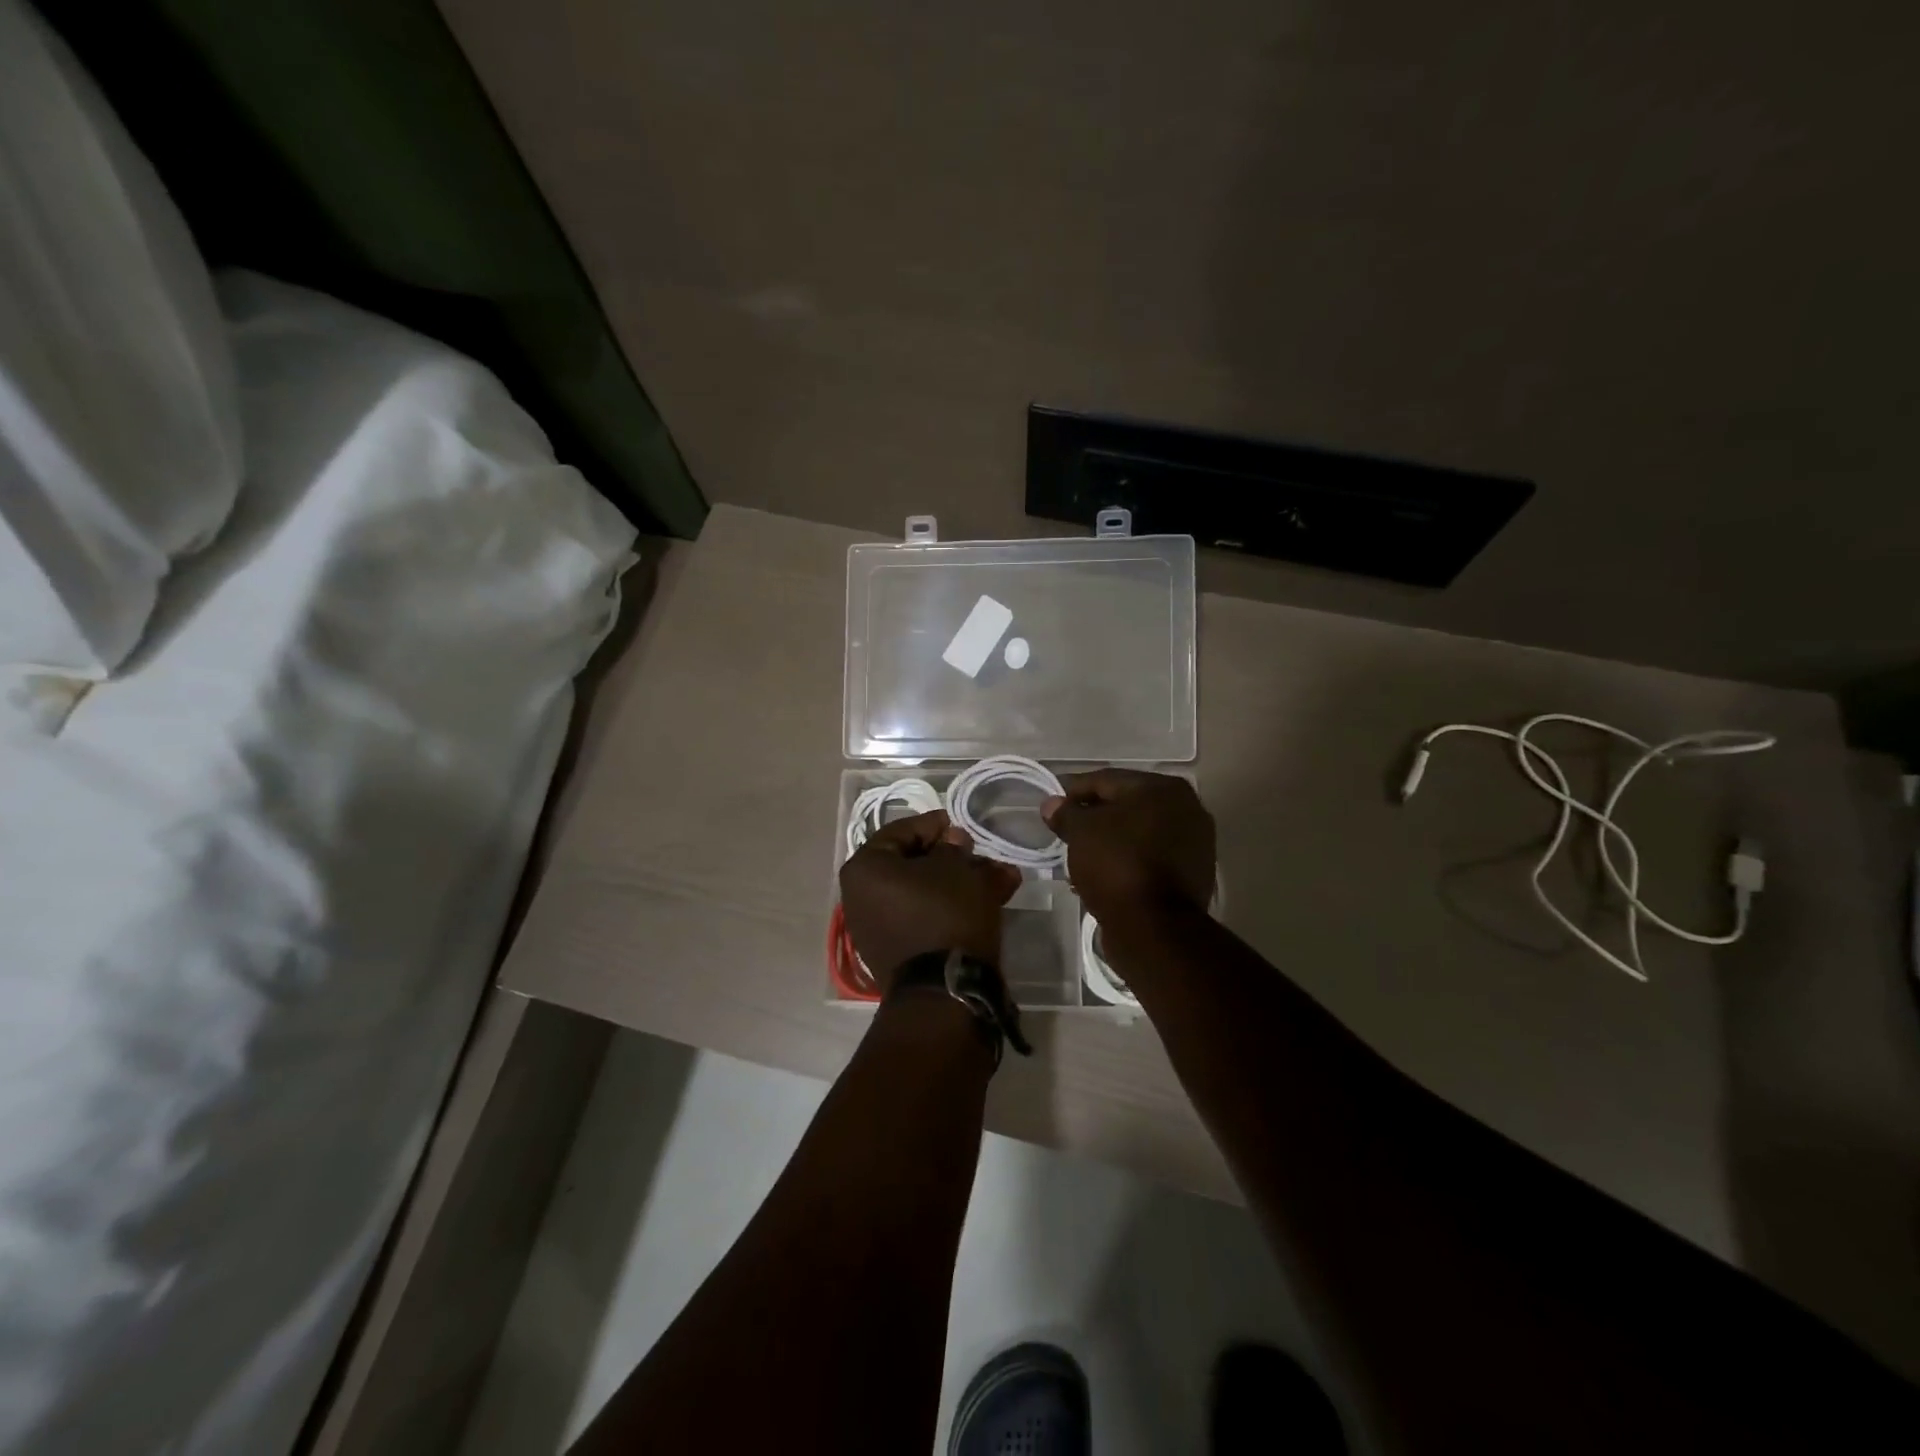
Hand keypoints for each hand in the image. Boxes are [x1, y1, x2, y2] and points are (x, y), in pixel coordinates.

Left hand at [839, 809, 1020, 990]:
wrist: (945, 990)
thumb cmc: (944, 913)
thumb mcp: (956, 869)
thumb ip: (953, 848)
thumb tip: (952, 841)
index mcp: (865, 869)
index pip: (900, 832)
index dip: (934, 825)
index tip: (961, 826)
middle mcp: (862, 897)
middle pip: (914, 864)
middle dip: (954, 858)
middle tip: (981, 854)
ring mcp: (878, 928)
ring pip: (926, 892)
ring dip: (963, 882)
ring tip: (1002, 877)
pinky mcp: (899, 952)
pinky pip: (927, 917)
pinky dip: (955, 907)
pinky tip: (993, 899)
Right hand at [1042, 769, 1215, 924]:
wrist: (1154, 927)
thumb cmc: (1116, 864)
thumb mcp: (1081, 832)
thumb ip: (1066, 812)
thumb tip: (1052, 804)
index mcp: (1163, 788)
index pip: (1108, 780)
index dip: (1074, 790)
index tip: (1052, 804)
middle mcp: (1187, 808)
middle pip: (1127, 805)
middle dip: (1094, 816)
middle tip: (1065, 828)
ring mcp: (1195, 843)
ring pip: (1139, 833)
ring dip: (1110, 840)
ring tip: (1080, 854)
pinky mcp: (1193, 874)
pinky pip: (1150, 857)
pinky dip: (1127, 859)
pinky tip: (1103, 872)